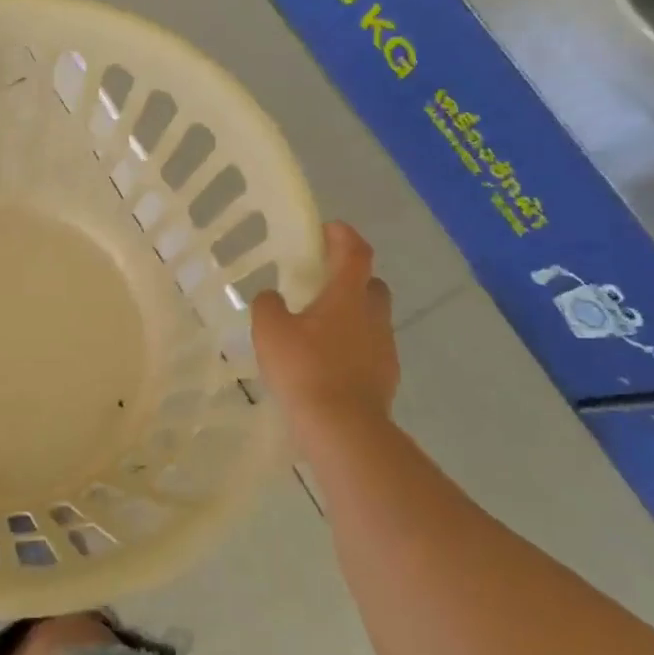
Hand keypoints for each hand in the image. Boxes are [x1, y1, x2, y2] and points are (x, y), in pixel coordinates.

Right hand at [251, 222, 398, 424]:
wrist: (342, 426)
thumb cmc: (304, 368)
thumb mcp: (270, 331)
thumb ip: (268, 305)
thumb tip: (272, 297)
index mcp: (348, 296)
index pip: (355, 252)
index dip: (344, 236)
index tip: (328, 228)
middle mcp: (373, 316)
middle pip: (371, 285)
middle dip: (352, 278)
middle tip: (323, 283)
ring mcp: (384, 348)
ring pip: (371, 319)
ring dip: (351, 315)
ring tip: (319, 328)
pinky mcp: (385, 377)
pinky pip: (369, 349)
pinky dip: (352, 346)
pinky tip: (327, 362)